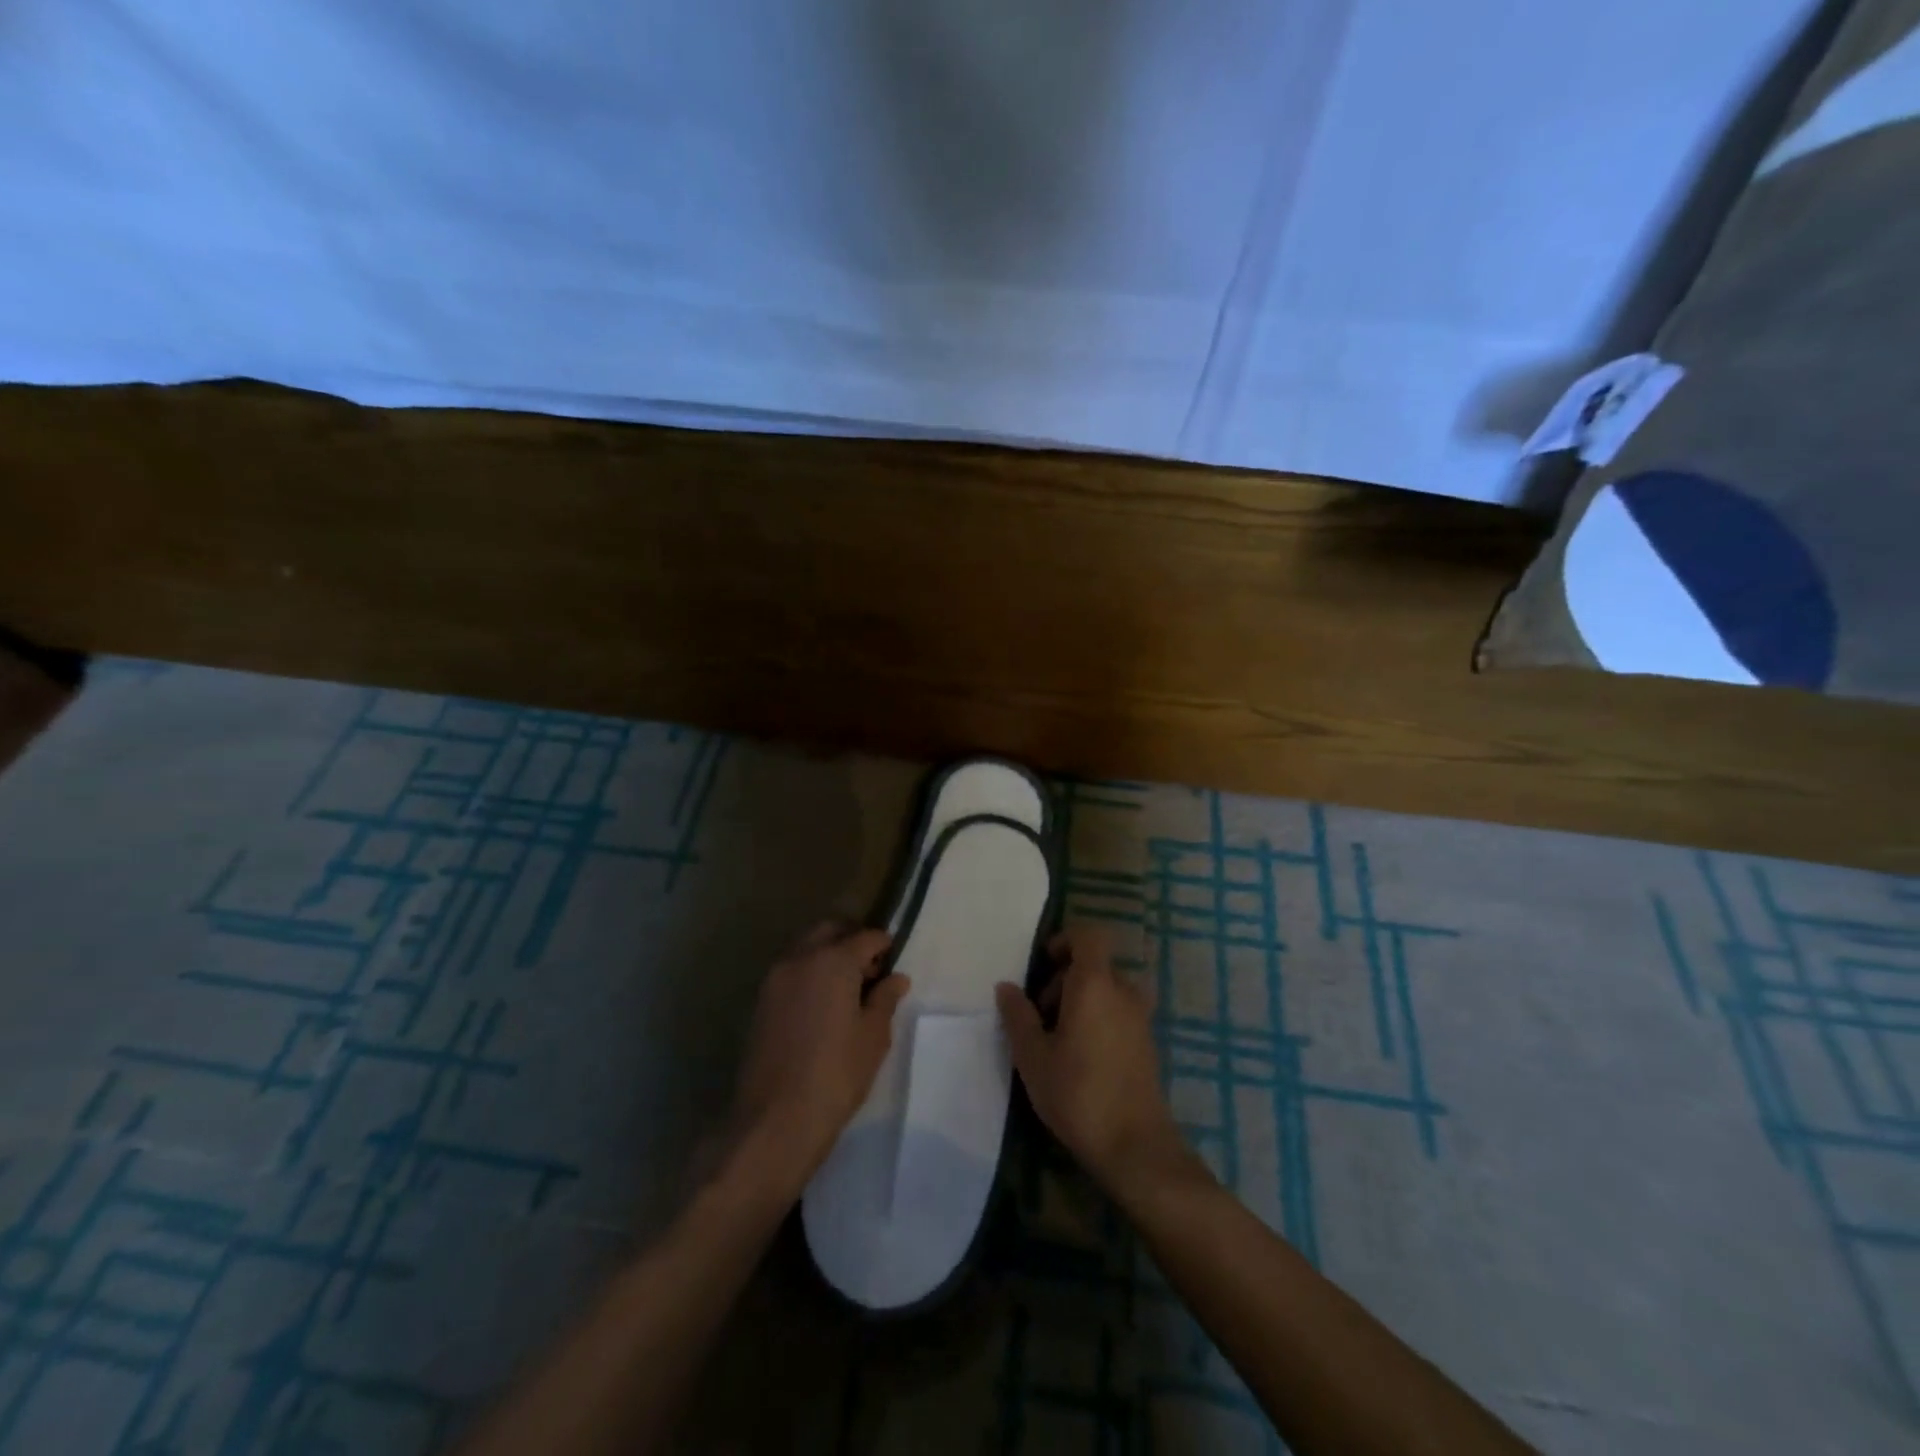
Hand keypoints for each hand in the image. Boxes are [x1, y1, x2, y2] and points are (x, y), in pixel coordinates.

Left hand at [727, 922, 909, 1200]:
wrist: (775, 1119)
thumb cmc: (836, 1074)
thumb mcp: (873, 1037)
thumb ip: (885, 999)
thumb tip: (896, 978)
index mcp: (833, 960)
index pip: (865, 937)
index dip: (884, 945)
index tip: (893, 962)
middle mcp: (800, 958)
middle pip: (830, 930)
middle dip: (852, 939)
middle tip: (871, 970)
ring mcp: (775, 978)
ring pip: (806, 947)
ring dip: (828, 953)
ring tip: (847, 989)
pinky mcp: (761, 1001)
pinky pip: (791, 970)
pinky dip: (809, 972)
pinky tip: (823, 1004)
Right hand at [996, 926, 1196, 1198]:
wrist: (1136, 1146)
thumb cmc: (1078, 1094)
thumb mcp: (1033, 1057)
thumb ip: (1018, 1016)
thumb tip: (1006, 987)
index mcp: (1095, 985)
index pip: (1089, 935)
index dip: (1065, 940)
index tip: (1043, 965)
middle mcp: (1123, 992)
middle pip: (1094, 965)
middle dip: (1064, 979)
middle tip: (1039, 1015)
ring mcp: (1140, 1018)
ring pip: (1107, 990)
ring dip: (1081, 1001)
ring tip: (1057, 1039)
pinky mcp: (1147, 1043)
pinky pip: (1119, 1012)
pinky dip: (1098, 1019)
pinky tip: (1080, 1057)